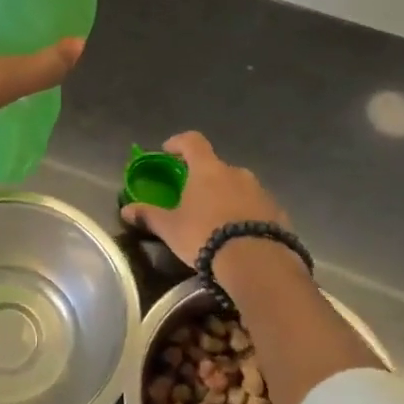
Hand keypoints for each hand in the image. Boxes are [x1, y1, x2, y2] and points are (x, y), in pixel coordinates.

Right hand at [121, 131, 287, 267]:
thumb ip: (149, 215)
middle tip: (193, 198)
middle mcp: (236, 173)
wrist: (257, 262)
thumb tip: (125, 210)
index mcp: (208, 169)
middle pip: (217, 167)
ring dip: (227, 197)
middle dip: (204, 179)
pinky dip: (246, 215)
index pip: (193, 141)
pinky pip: (256, 207)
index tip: (168, 151)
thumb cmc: (205, 236)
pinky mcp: (278, 212)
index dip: (179, 143)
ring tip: (217, 222)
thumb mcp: (171, 228)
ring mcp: (261, 191)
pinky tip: (239, 236)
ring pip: (239, 187)